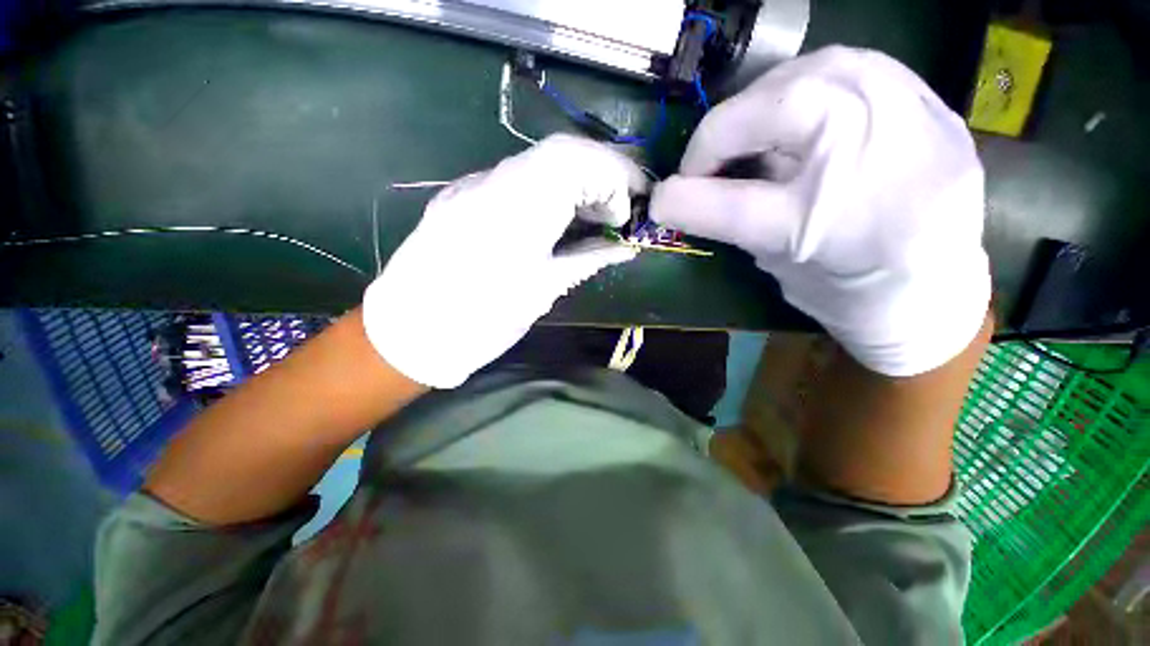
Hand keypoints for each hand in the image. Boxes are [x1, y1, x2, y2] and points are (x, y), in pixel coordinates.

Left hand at [363, 135, 642, 387]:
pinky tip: (558, 220)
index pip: (577, 160)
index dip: (614, 178)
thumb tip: (625, 248)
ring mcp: (474, 186)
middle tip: (617, 214)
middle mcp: (493, 182)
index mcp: (517, 206)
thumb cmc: (480, 320)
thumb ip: (587, 259)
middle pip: (561, 154)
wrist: (409, 333)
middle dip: (601, 177)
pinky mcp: (464, 198)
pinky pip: (518, 181)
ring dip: (576, 185)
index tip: (628, 214)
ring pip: (540, 165)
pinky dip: (550, 192)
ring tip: (594, 219)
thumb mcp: (543, 290)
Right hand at [651, 46, 990, 376]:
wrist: (934, 290)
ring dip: (759, 105)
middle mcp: (878, 161)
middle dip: (721, 134)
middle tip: (706, 164)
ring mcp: (916, 119)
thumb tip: (680, 195)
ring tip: (746, 136)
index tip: (661, 201)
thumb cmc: (845, 292)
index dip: (687, 199)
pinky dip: (804, 87)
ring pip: (812, 72)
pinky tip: (795, 116)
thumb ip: (731, 224)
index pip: (736, 205)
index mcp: (834, 228)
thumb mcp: (777, 265)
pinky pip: (850, 67)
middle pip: (780, 107)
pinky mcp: (930, 103)